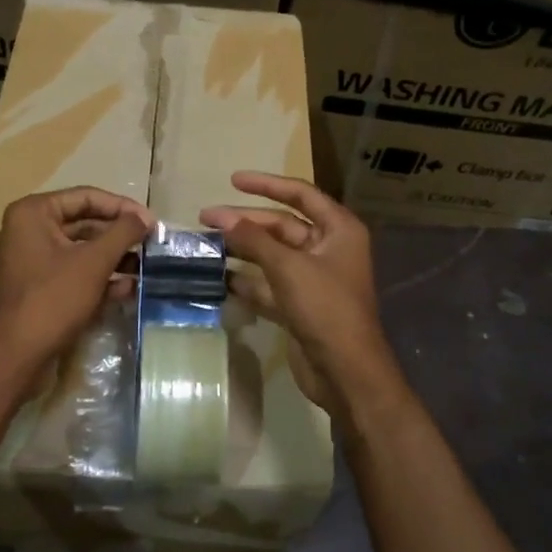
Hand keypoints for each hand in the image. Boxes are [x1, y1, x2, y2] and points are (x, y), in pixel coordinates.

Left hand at [0, 187, 151, 375]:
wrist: (16, 356)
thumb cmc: (53, 298)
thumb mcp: (94, 262)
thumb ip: (123, 233)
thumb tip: (146, 217)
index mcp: (33, 213)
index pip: (86, 197)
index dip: (122, 207)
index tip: (151, 221)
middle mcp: (27, 230)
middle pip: (84, 223)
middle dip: (119, 236)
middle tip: (151, 244)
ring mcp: (30, 261)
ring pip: (80, 250)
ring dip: (113, 258)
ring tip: (145, 267)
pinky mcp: (37, 287)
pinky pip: (72, 272)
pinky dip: (98, 278)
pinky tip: (127, 288)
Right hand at [201, 172, 404, 416]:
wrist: (345, 371)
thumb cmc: (325, 308)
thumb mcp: (288, 267)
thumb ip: (254, 240)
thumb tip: (223, 218)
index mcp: (339, 230)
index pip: (301, 194)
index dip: (267, 185)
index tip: (233, 180)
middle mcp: (328, 249)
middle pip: (282, 225)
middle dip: (246, 221)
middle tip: (206, 218)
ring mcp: (314, 279)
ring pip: (273, 256)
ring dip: (243, 251)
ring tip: (207, 245)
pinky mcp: (300, 305)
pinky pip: (270, 284)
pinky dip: (248, 281)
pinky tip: (220, 279)